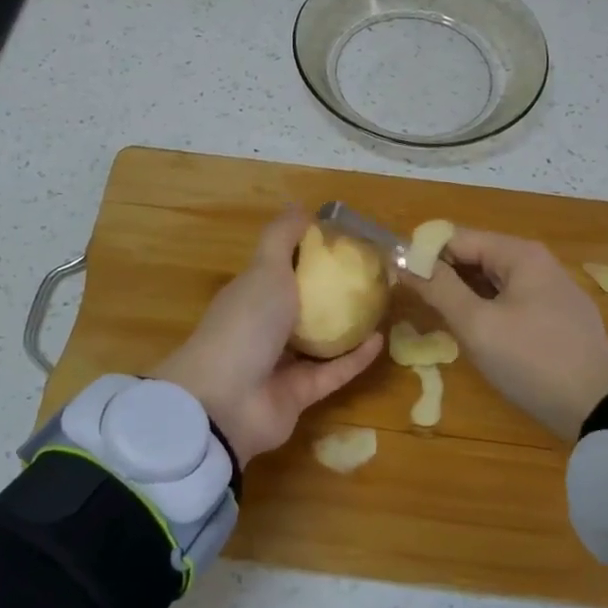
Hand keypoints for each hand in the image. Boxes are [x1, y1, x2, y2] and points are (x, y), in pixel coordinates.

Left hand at [154, 209, 382, 464]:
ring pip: (320, 342)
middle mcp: (264, 328)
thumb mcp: (264, 269)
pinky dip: (354, 358)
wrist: (225, 401)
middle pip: (303, 306)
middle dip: (334, 293)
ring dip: (349, 327)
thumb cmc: (245, 323)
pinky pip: (332, 372)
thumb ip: (282, 238)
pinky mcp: (298, 396)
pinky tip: (381, 340)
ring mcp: (280, 364)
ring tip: (382, 307)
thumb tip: (301, 207)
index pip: (283, 269)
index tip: (347, 244)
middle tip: (372, 278)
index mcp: (252, 295)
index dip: (311, 256)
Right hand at [408, 229, 607, 439]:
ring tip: (438, 321)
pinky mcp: (555, 319)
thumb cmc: (532, 359)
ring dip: (463, 297)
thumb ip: (439, 289)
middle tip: (414, 305)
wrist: (600, 406)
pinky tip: (475, 335)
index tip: (398, 280)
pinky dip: (486, 312)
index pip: (456, 238)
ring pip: (491, 283)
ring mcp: (549, 291)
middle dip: (443, 277)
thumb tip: (404, 260)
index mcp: (518, 254)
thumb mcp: (478, 325)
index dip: (424, 255)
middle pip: (475, 257)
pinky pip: (509, 303)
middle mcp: (536, 263)